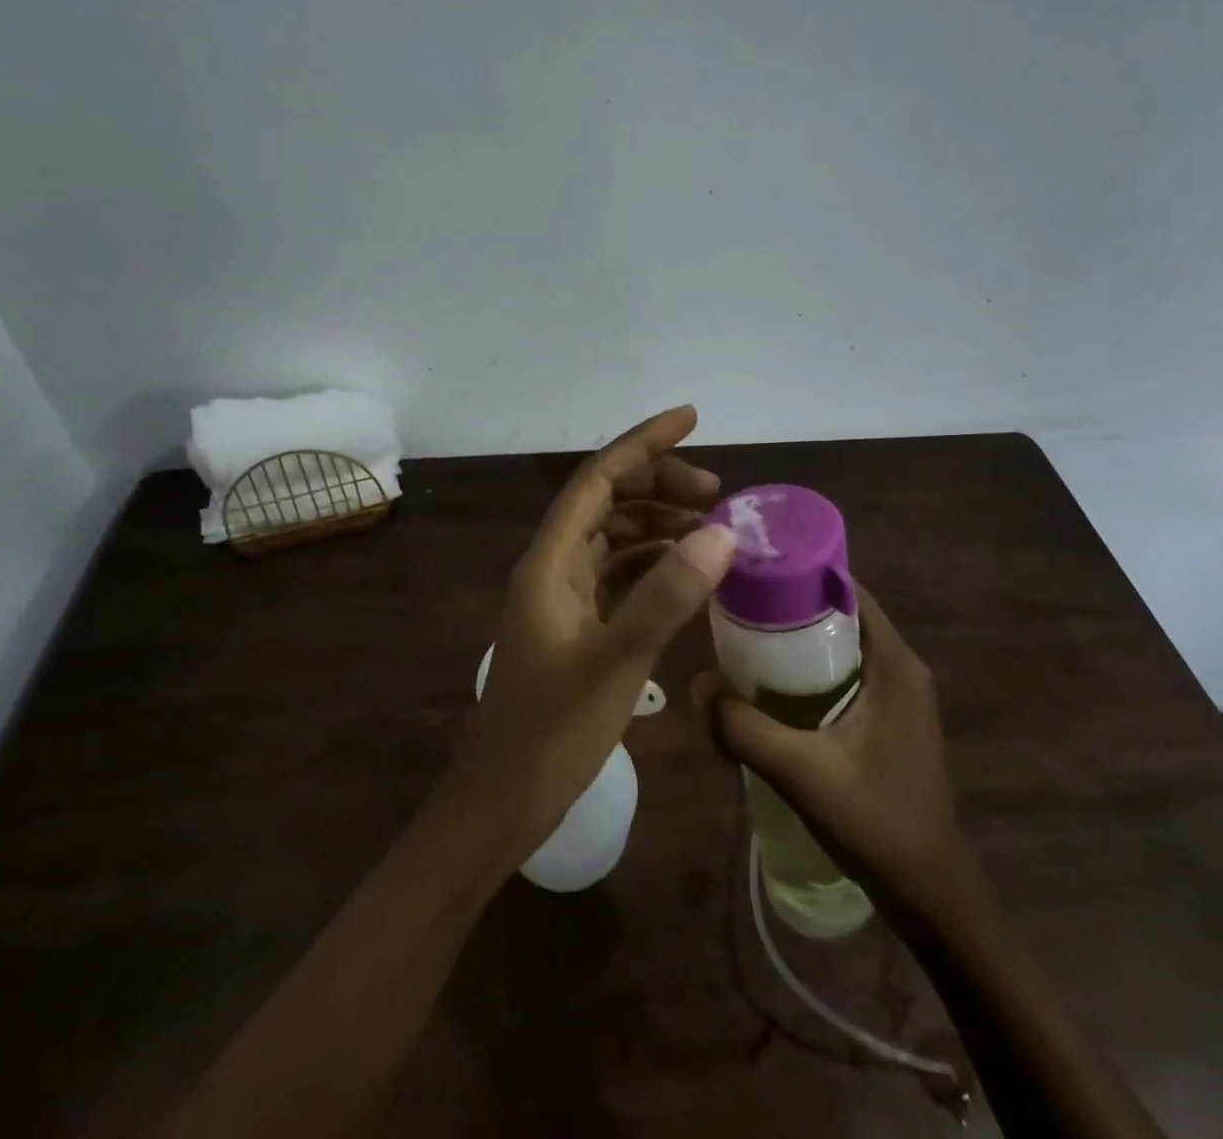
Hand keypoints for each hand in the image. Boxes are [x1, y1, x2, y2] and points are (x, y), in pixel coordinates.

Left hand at [450, 406, 737, 867]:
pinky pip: (619, 577)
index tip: (692, 418)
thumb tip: (720, 531)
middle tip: (718, 496)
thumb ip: (666, 596)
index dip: (643, 443)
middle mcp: (553, 569)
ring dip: (659, 525)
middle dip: (660, 485)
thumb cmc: (549, 734)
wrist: (501, 803)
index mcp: (549, 562)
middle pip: (608, 502)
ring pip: (615, 539)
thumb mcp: (615, 663)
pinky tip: (689, 577)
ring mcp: (563, 599)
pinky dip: (654, 565)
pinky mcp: (576, 628)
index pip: (597, 479)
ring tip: (712, 532)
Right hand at [693, 585, 977, 914]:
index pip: (847, 589)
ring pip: (841, 644)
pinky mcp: (889, 718)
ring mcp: (898, 694)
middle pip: (840, 613)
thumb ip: (745, 728)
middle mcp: (901, 667)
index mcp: (895, 663)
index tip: (752, 569)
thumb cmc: (876, 823)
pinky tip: (770, 686)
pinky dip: (810, 669)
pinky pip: (845, 672)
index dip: (800, 572)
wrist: (930, 894)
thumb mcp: (802, 773)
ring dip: (797, 639)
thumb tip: (698, 684)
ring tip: (742, 639)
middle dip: (789, 605)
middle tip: (735, 605)